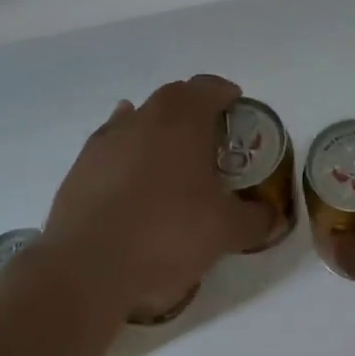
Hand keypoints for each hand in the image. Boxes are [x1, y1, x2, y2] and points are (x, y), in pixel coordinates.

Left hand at [43, 75, 269, 322]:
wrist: (86, 268)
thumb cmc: (165, 235)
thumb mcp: (225, 232)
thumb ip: (255, 219)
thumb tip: (273, 216)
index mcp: (182, 119)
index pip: (209, 87)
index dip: (227, 95)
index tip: (238, 112)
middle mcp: (144, 116)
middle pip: (175, 97)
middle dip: (195, 112)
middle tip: (212, 142)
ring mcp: (108, 138)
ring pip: (141, 118)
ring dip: (160, 131)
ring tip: (173, 162)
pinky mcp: (82, 165)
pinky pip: (113, 144)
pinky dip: (129, 152)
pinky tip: (134, 175)